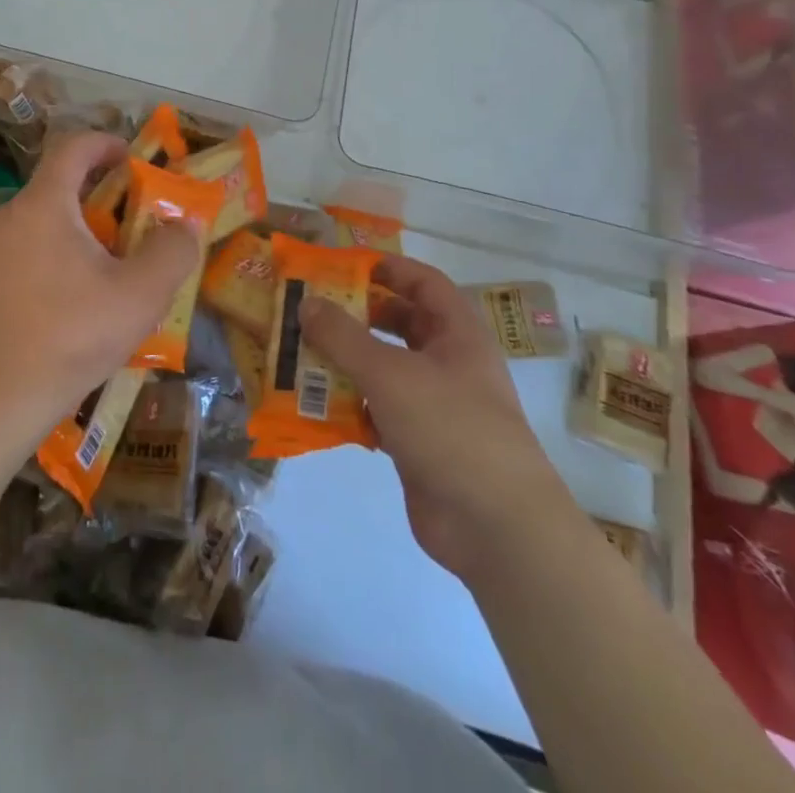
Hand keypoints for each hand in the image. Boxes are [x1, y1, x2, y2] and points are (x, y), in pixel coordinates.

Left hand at [0, 131, 201, 442]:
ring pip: (46, 216)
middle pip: (60, 181)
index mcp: (45, 203)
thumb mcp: (140, 294)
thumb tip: (185, 225)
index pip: (73, 146)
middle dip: (102, 190)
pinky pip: (30, 244)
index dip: (107, 143)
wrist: (0, 393)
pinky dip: (60, 249)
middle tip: (136, 218)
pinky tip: (79, 293)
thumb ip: (172, 252)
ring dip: (83, 224)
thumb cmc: (74, 333)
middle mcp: (13, 214)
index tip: (135, 160)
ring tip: (114, 260)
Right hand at [303, 255, 580, 581]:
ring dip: (345, 361)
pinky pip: (376, 410)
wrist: (495, 528)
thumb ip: (343, 336)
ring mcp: (433, 406)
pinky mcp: (417, 443)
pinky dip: (348, 404)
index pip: (424, 283)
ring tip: (299, 353)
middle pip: (400, 324)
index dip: (388, 268)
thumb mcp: (390, 372)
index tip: (342, 266)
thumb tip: (306, 303)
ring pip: (383, 368)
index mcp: (457, 335)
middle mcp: (448, 364)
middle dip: (357, 315)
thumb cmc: (450, 428)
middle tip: (311, 310)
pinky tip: (313, 404)